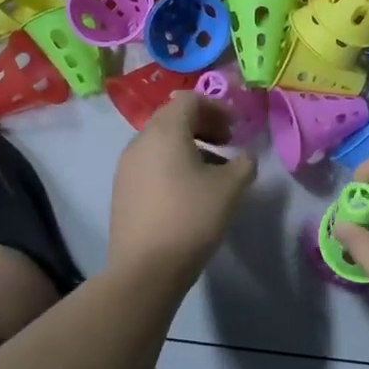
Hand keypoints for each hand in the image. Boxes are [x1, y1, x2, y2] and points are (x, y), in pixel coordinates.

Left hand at [108, 91, 257, 277]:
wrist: (145, 268)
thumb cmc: (192, 218)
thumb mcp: (231, 188)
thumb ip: (244, 163)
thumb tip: (245, 156)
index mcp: (165, 131)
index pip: (190, 99)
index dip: (217, 107)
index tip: (236, 127)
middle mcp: (140, 141)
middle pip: (173, 118)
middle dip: (204, 125)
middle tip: (228, 143)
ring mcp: (126, 166)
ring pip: (161, 142)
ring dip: (189, 146)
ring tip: (213, 171)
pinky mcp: (122, 190)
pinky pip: (150, 163)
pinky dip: (172, 164)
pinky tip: (189, 191)